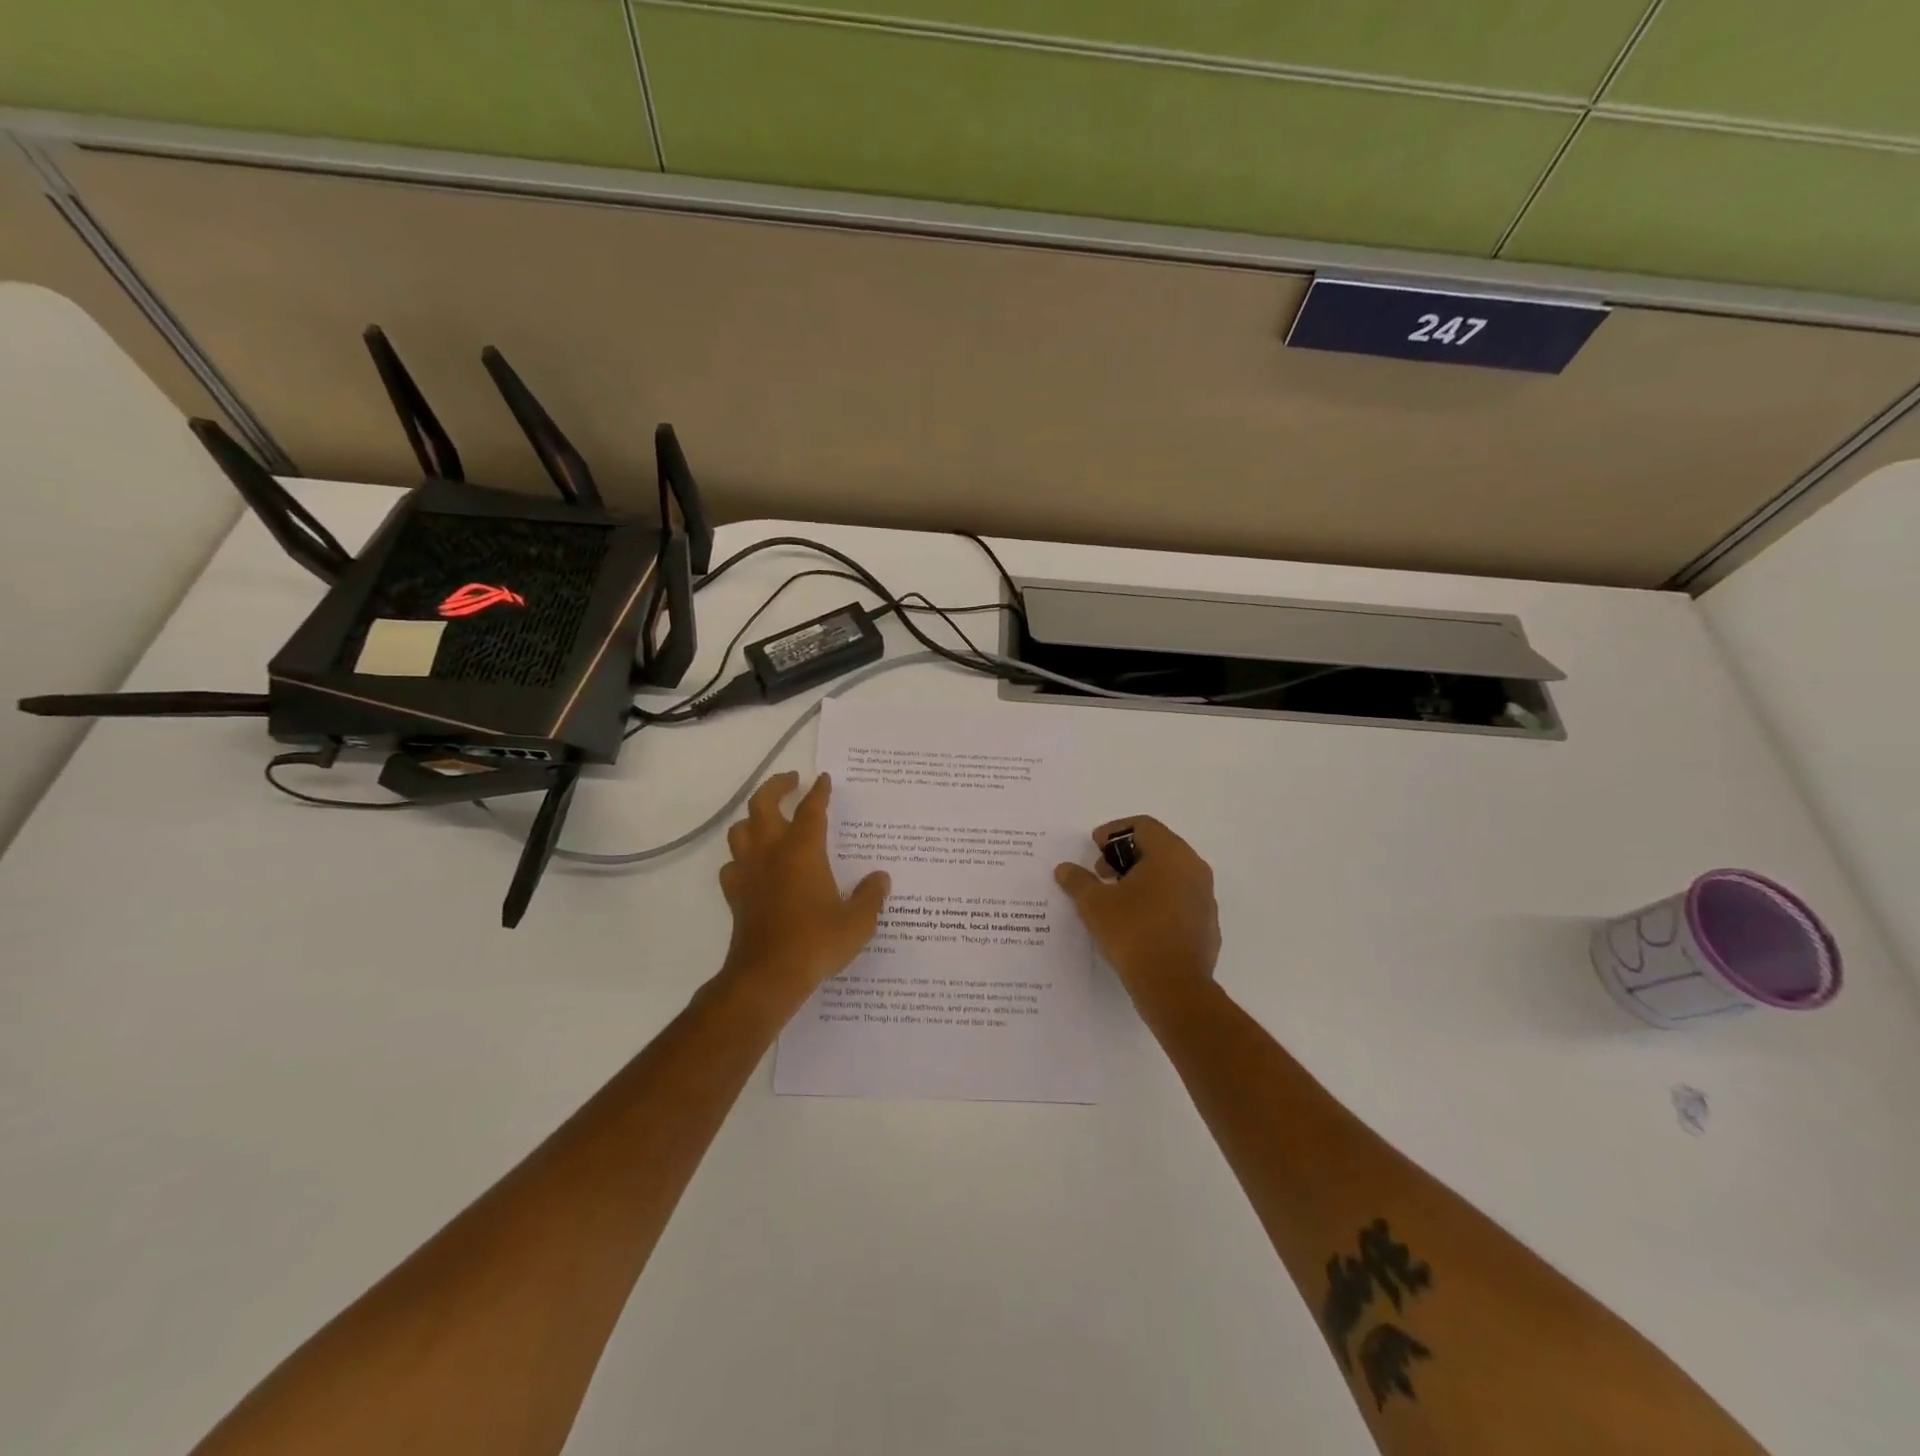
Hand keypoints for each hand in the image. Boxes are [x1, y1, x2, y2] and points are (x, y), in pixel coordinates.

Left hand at [714, 771, 889, 1019]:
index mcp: (802, 851)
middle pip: (763, 804)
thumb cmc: (816, 943)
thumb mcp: (857, 922)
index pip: (810, 809)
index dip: (819, 792)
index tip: (824, 779)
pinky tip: (752, 866)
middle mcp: (771, 853)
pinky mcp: (736, 895)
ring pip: (740, 830)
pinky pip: (732, 865)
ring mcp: (749, 873)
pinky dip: (741, 858)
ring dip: (753, 818)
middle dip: (776, 786)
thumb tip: (881, 878)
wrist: (767, 976)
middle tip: (792, 781)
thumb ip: (871, 896)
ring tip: (768, 819)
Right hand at [1055, 816, 1220, 1015]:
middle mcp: (1194, 868)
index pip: (1143, 825)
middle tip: (1101, 873)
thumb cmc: (1133, 933)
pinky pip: (1179, 899)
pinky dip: (1157, 899)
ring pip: (1170, 874)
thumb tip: (1065, 869)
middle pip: (1158, 846)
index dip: (1114, 832)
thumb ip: (1078, 881)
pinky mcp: (1207, 924)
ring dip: (1142, 878)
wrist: (1174, 987)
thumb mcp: (1094, 904)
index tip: (1094, 848)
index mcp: (1170, 854)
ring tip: (1116, 898)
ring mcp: (1204, 897)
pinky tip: (1137, 921)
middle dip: (1126, 855)